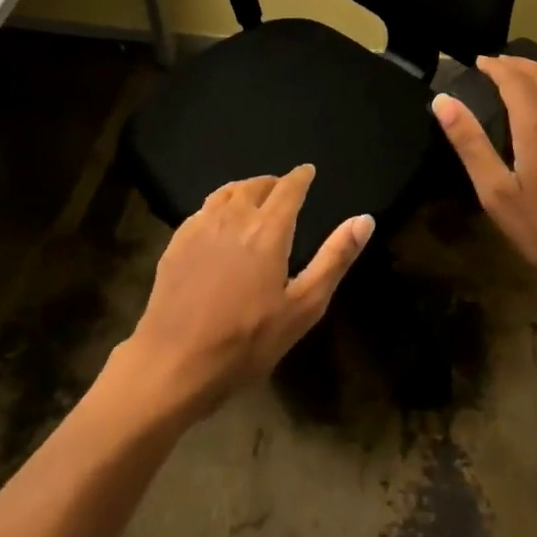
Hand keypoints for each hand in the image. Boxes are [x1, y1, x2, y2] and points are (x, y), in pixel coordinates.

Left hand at [120, 165, 372, 417]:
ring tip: (253, 198)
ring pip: (227, 192)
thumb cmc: (245, 342)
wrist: (172, 365)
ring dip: (244, 189)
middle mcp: (234, 216)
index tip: (308, 171)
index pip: (288, 188)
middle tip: (283, 189)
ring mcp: (200, 227)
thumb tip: (364, 219)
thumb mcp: (302, 308)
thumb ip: (334, 259)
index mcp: (268, 229)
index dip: (300, 176)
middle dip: (273, 182)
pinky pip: (203, 209)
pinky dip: (219, 205)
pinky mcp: (176, 242)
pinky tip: (218, 222)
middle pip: (256, 185)